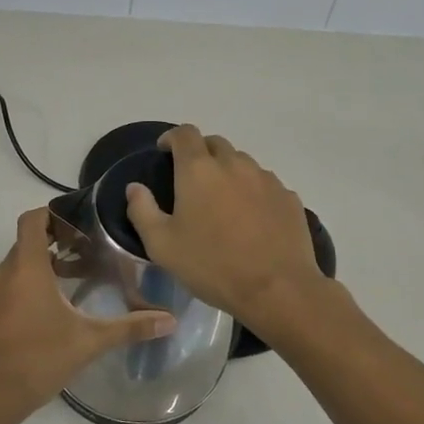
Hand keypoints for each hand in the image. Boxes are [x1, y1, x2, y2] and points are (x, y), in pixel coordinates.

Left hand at [0, 207, 175, 423]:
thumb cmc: (35, 360)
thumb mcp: (87, 343)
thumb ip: (128, 328)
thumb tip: (171, 320)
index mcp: (25, 268)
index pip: (32, 220)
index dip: (54, 213)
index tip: (80, 222)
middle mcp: (2, 275)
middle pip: (26, 245)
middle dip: (56, 244)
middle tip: (88, 254)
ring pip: (15, 270)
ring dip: (41, 270)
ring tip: (73, 284)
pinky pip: (5, 292)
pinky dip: (25, 291)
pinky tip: (48, 317)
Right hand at [125, 125, 328, 334]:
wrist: (277, 289)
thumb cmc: (212, 265)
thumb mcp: (162, 245)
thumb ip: (142, 210)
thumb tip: (135, 187)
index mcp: (199, 170)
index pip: (185, 134)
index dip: (172, 138)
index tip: (165, 152)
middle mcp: (234, 164)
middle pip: (215, 144)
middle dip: (200, 153)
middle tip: (192, 180)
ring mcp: (265, 179)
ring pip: (242, 163)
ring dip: (228, 172)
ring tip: (223, 201)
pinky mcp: (288, 197)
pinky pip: (264, 184)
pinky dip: (252, 191)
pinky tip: (251, 218)